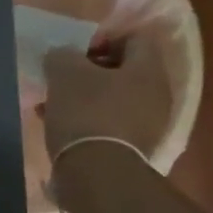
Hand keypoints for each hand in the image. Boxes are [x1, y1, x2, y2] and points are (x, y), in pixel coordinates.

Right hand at [41, 39, 170, 160]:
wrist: (97, 174)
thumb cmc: (85, 113)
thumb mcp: (64, 74)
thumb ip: (62, 55)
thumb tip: (62, 55)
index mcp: (148, 68)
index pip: (134, 39)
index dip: (103, 39)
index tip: (75, 54)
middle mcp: (157, 94)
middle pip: (124, 72)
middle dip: (90, 74)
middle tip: (61, 81)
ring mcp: (149, 124)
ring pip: (114, 100)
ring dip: (86, 99)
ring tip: (55, 108)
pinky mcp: (134, 150)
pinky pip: (111, 125)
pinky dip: (89, 122)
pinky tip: (63, 130)